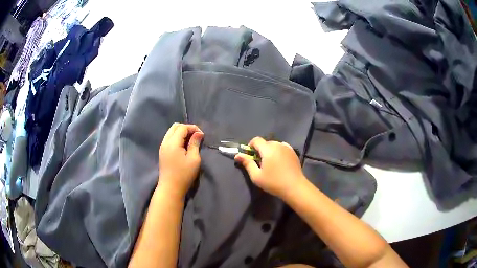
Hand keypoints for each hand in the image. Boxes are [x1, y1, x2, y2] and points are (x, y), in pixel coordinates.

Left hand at [158, 123, 203, 198]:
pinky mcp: (162, 152)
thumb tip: (198, 133)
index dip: (193, 128)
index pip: (182, 128)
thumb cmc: (184, 174)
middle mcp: (165, 142)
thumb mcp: (193, 159)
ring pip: (171, 132)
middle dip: (186, 128)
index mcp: (172, 143)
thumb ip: (195, 143)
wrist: (170, 188)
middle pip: (175, 126)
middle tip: (196, 136)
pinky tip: (183, 146)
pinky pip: (169, 138)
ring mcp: (162, 147)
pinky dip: (177, 138)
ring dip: (181, 133)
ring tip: (190, 141)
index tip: (202, 135)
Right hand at [234, 137, 305, 197]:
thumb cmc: (274, 182)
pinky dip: (278, 151)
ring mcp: (287, 148)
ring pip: (274, 144)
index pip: (256, 140)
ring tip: (270, 163)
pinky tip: (279, 161)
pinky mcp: (293, 152)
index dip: (251, 146)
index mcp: (268, 149)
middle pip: (265, 142)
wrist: (294, 187)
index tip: (250, 156)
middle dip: (260, 149)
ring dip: (270, 150)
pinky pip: (282, 147)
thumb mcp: (256, 176)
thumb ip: (247, 163)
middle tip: (260, 162)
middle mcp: (278, 145)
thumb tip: (237, 155)